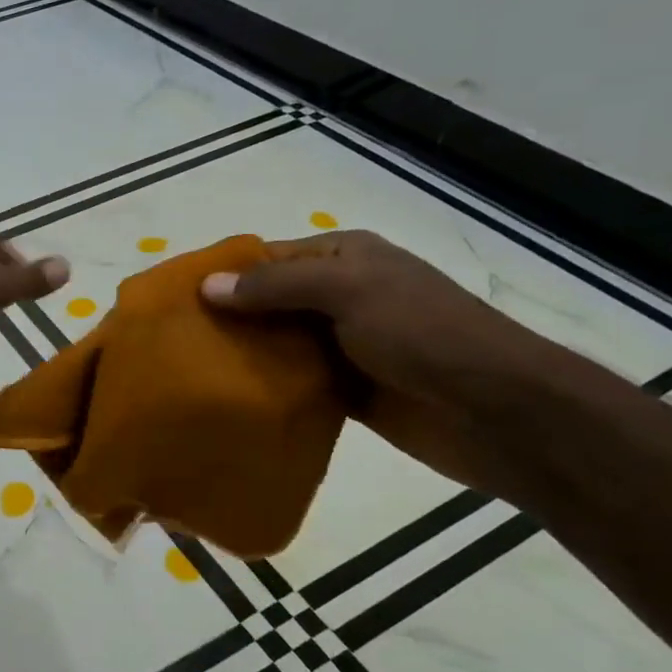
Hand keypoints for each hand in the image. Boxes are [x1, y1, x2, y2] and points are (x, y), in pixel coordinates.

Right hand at [200, 230, 568, 496]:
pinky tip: (229, 399)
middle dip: (227, 319)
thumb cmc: (424, 334)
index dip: (225, 275)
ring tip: (189, 372)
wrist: (498, 412)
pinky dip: (267, 389)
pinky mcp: (348, 390)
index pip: (269, 259)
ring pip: (279, 345)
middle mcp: (342, 296)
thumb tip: (206, 285)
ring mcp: (345, 345)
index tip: (177, 299)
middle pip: (269, 303)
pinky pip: (296, 383)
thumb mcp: (349, 292)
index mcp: (346, 259)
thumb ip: (276, 287)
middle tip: (174, 341)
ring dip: (244, 357)